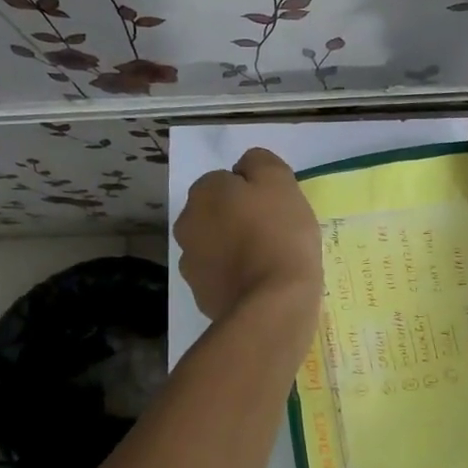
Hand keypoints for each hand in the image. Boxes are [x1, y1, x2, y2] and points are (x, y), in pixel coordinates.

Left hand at [175, 148, 322, 324]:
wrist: (272, 304)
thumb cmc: (279, 235)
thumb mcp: (280, 181)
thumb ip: (259, 163)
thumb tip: (245, 168)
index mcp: (204, 192)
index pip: (226, 180)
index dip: (253, 192)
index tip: (275, 208)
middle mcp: (187, 223)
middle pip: (217, 214)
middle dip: (237, 220)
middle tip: (273, 233)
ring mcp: (190, 263)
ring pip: (216, 246)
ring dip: (234, 249)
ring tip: (267, 262)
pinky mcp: (200, 295)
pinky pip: (221, 277)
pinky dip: (235, 278)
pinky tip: (259, 285)